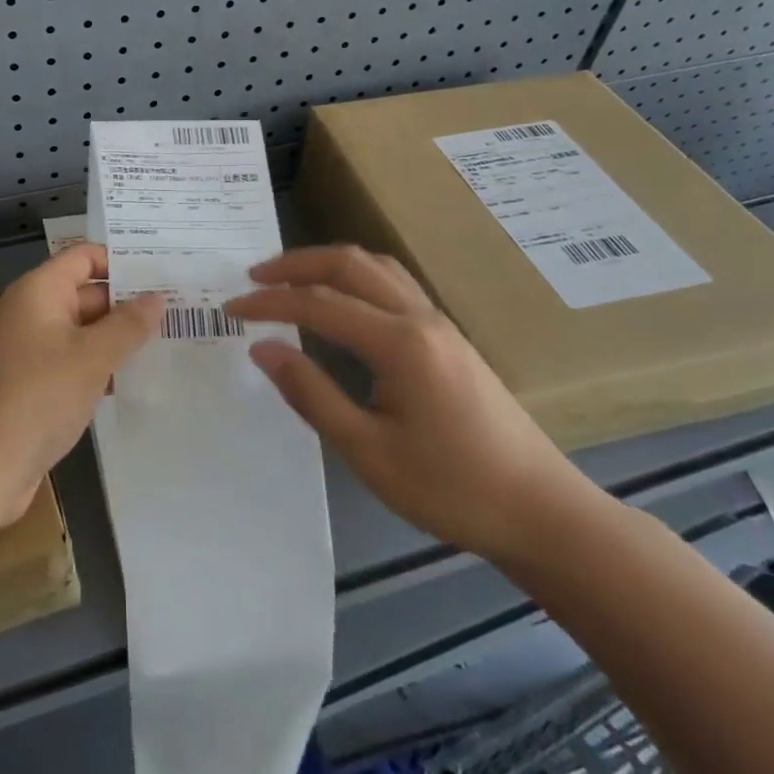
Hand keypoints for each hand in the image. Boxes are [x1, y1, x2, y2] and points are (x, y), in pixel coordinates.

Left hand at [0, 244, 164, 531]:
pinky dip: (100, 366)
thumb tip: (157, 297)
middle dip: (128, 303)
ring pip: (83, 331)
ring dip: (118, 338)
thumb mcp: (91, 358)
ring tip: (169, 344)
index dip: (122, 261)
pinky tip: (134, 381)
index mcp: (39, 291)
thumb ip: (127, 325)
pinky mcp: (33, 384)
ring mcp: (30, 350)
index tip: (164, 274)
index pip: (84, 257)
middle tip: (180, 312)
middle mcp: (32, 312)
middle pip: (86, 293)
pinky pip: (73, 362)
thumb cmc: (37, 399)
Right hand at [225, 245, 600, 562]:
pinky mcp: (449, 335)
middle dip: (295, 264)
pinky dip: (355, 274)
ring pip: (374, 265)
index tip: (231, 308)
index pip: (318, 304)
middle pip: (348, 264)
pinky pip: (393, 282)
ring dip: (326, 263)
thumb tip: (263, 349)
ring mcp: (439, 322)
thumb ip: (312, 394)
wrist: (541, 511)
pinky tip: (342, 297)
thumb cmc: (451, 488)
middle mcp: (419, 317)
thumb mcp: (368, 452)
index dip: (270, 302)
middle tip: (253, 277)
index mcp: (398, 343)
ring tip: (290, 277)